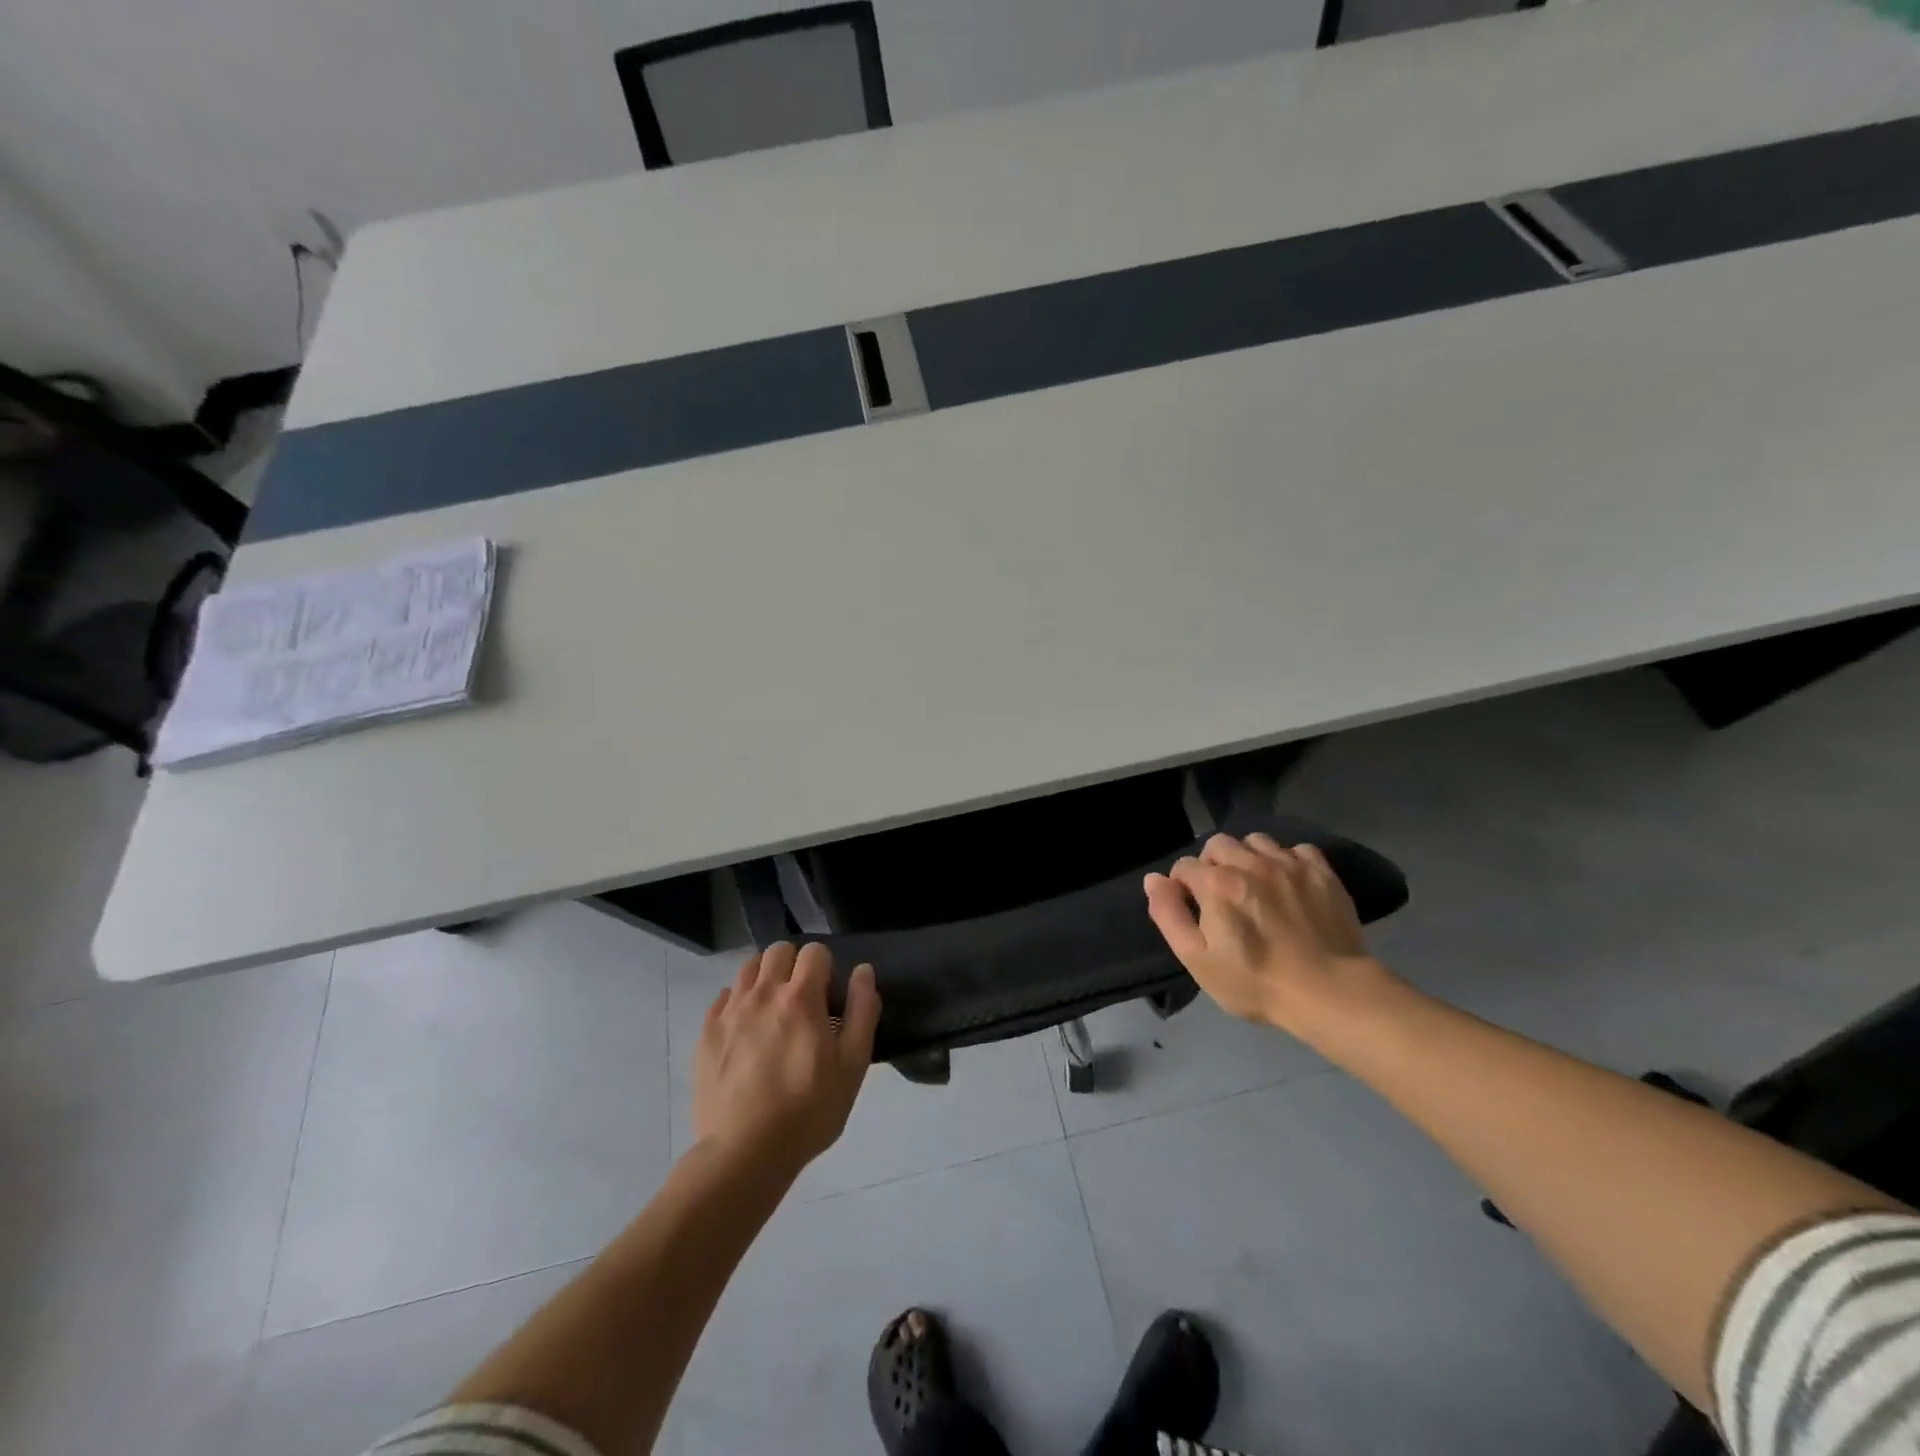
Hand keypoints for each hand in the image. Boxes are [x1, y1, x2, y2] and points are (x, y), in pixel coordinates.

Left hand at [692, 942, 880, 1175]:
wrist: (744, 1153)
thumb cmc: (808, 1111)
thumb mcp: (852, 1067)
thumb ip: (862, 1012)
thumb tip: (863, 972)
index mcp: (801, 997)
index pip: (815, 952)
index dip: (826, 968)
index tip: (829, 997)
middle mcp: (763, 993)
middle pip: (778, 951)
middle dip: (794, 965)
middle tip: (802, 1000)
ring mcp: (730, 1011)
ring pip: (748, 968)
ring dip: (765, 978)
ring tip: (772, 1010)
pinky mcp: (706, 1033)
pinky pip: (724, 997)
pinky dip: (738, 1002)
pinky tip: (746, 1030)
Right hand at [1142, 833, 1390, 1039]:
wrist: (1330, 993)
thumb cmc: (1255, 982)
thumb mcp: (1197, 959)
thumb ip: (1169, 915)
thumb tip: (1154, 880)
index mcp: (1216, 883)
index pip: (1184, 866)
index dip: (1182, 887)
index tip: (1195, 911)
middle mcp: (1250, 862)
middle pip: (1217, 844)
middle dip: (1212, 865)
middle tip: (1223, 898)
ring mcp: (1288, 864)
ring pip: (1255, 841)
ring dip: (1248, 858)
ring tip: (1255, 886)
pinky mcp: (1321, 872)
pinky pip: (1296, 849)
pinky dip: (1287, 861)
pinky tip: (1289, 885)